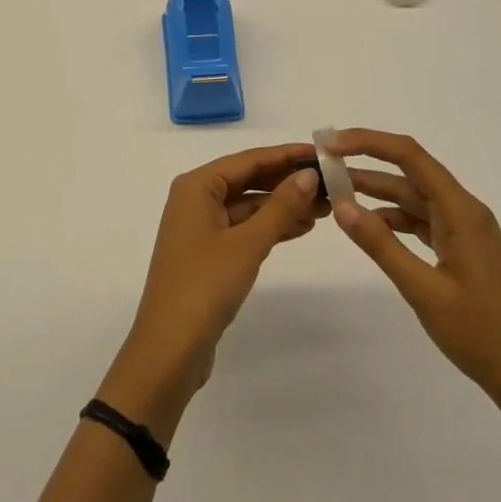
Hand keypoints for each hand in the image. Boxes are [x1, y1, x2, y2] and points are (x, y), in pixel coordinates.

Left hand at [99, 144, 324, 440]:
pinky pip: (245, 228)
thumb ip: (280, 207)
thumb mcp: (247, 244)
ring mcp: (201, 227)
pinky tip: (301, 227)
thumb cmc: (205, 285)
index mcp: (197, 186)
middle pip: (248, 180)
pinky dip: (270, 227)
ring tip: (325, 206)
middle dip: (287, 181)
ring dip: (283, 205)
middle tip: (330, 182)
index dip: (285, 155)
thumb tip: (308, 175)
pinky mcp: (209, 254)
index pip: (248, 160)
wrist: (170, 349)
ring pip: (249, 206)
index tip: (320, 152)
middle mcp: (196, 199)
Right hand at [326, 129, 500, 417]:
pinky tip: (370, 226)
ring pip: (414, 197)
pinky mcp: (463, 251)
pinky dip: (394, 218)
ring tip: (338, 193)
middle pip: (410, 172)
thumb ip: (381, 245)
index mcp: (460, 210)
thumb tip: (341, 204)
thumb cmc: (482, 334)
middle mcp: (464, 210)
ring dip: (377, 192)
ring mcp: (465, 231)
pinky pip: (422, 220)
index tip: (331, 145)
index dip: (368, 143)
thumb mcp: (424, 290)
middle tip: (325, 165)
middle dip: (367, 164)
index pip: (409, 156)